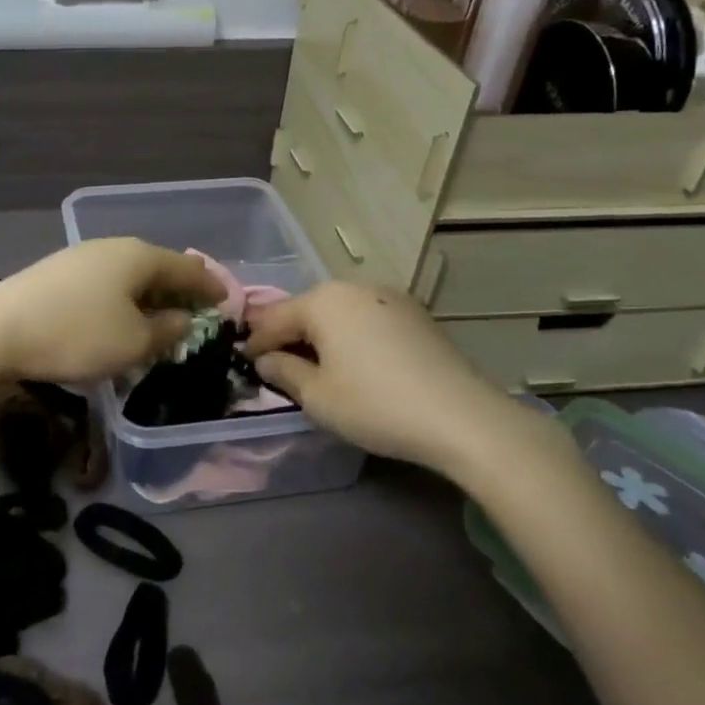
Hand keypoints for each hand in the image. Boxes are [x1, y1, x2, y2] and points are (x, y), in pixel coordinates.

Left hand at [0, 239, 225, 385]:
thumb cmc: (76, 336)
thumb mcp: (133, 343)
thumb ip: (166, 331)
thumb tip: (183, 318)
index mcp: (139, 256)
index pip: (187, 267)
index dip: (210, 286)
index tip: (227, 301)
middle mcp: (112, 248)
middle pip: (157, 265)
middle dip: (178, 288)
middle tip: (196, 309)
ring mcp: (81, 257)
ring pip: (128, 274)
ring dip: (148, 295)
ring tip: (159, 316)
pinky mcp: (56, 274)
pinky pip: (105, 283)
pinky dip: (122, 299)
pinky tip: (117, 317)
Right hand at [243, 282, 521, 473]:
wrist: (461, 417)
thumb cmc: (374, 405)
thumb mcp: (317, 397)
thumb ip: (284, 372)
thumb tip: (267, 360)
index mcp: (323, 301)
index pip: (274, 319)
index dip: (256, 343)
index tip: (244, 363)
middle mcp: (354, 288)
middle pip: (308, 310)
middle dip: (290, 336)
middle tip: (277, 364)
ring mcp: (389, 297)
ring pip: (339, 313)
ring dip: (322, 336)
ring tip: (315, 365)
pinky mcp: (415, 314)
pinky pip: (367, 320)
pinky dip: (352, 337)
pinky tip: (356, 363)